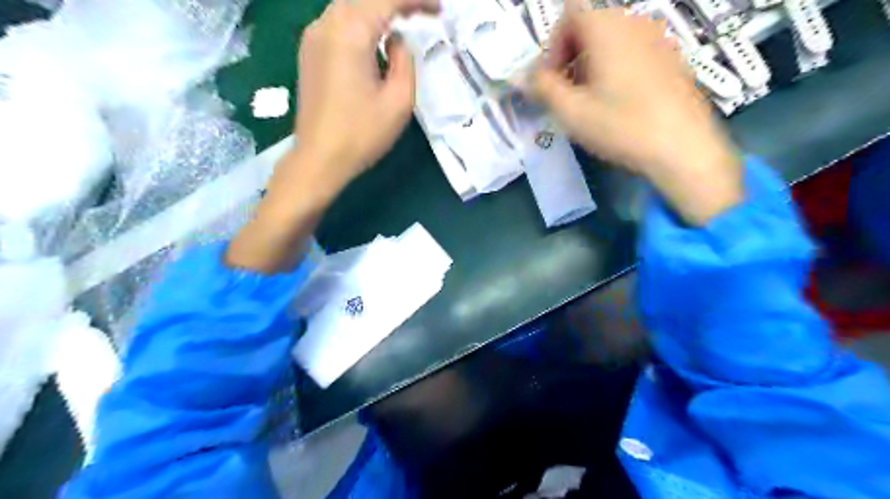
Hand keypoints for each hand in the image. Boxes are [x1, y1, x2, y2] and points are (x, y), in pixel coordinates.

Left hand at [226, 0, 437, 275]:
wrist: (319, 159)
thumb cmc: (362, 134)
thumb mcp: (399, 100)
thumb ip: (405, 60)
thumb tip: (397, 40)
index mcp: (350, 32)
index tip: (440, 9)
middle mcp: (326, 23)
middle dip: (398, 2)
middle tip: (425, 15)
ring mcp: (312, 36)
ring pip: (350, 8)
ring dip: (378, 12)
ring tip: (405, 25)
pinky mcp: (309, 52)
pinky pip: (338, 23)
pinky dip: (361, 23)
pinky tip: (376, 41)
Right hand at [535, 1, 746, 223]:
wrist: (683, 148)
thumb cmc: (621, 126)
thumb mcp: (571, 111)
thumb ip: (542, 88)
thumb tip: (520, 77)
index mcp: (607, 27)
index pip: (568, 15)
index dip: (552, 48)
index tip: (551, 82)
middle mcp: (634, 22)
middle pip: (589, 27)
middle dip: (569, 58)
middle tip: (566, 96)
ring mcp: (658, 38)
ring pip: (611, 41)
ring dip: (590, 66)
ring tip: (591, 104)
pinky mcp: (672, 58)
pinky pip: (633, 53)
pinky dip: (615, 70)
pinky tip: (619, 105)